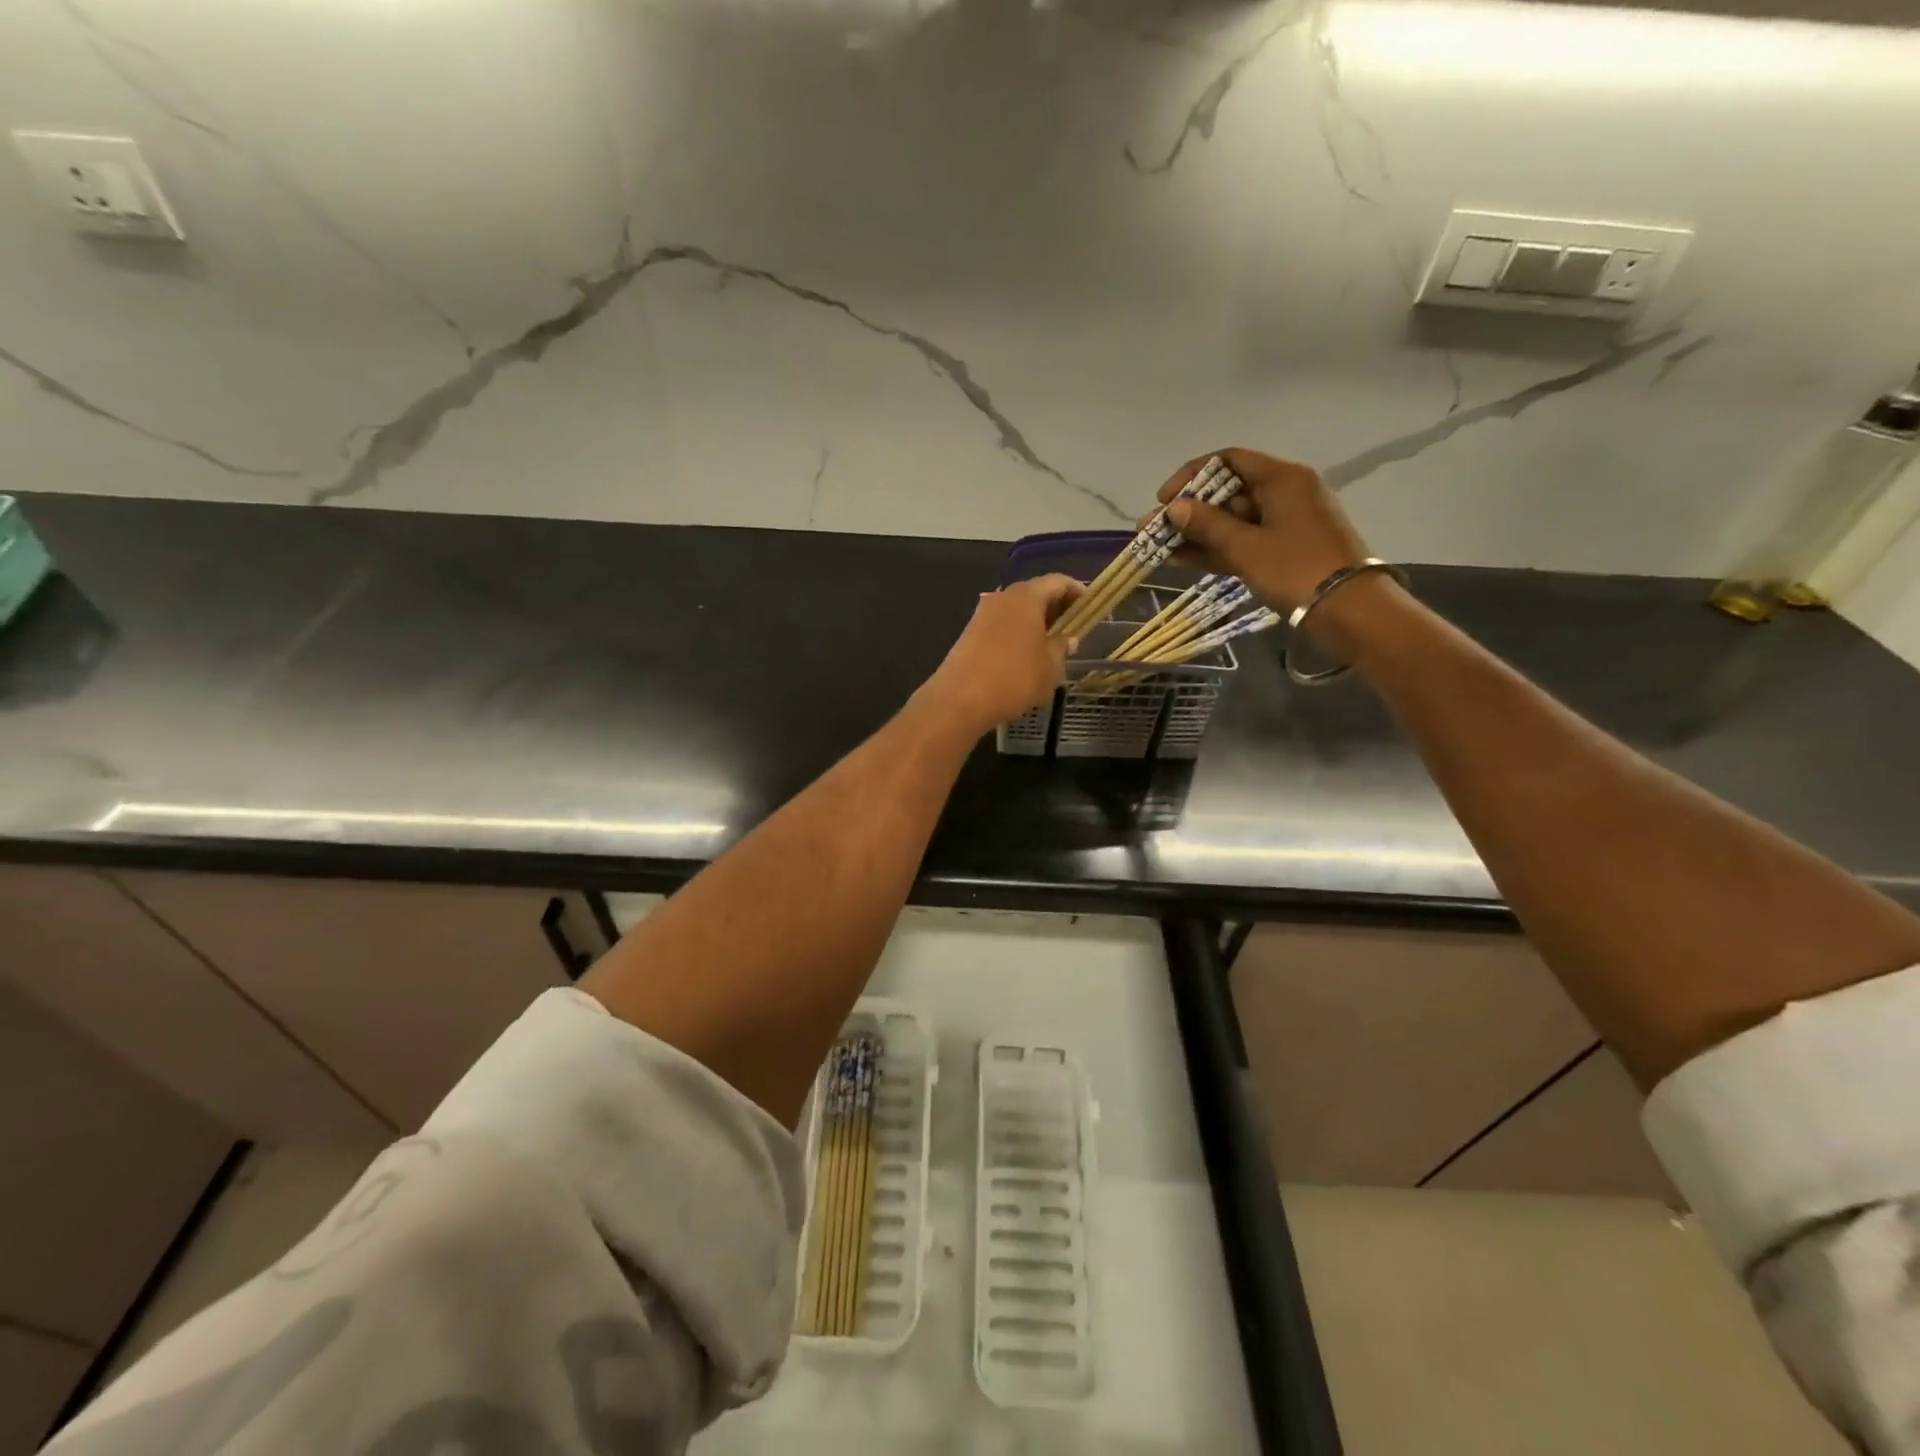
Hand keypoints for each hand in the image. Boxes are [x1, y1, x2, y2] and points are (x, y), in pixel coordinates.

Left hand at [924, 574, 1082, 732]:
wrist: (960, 699)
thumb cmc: (1014, 678)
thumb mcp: (1050, 667)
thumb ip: (1062, 648)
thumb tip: (1068, 639)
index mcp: (1027, 597)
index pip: (1057, 582)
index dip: (1076, 590)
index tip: (1089, 604)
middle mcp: (1003, 597)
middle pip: (1035, 592)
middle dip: (1055, 605)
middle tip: (1072, 624)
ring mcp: (983, 613)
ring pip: (1016, 608)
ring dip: (1035, 619)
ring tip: (1051, 641)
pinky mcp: (970, 631)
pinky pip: (1002, 623)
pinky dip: (1017, 631)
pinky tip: (1025, 652)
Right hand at [1152, 449, 1369, 611]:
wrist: (1348, 610)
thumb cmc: (1296, 569)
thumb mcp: (1246, 547)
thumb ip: (1207, 525)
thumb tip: (1174, 507)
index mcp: (1282, 478)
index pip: (1228, 460)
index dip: (1191, 476)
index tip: (1164, 500)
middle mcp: (1284, 493)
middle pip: (1227, 492)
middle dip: (1188, 511)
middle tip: (1153, 530)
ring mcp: (1284, 524)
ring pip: (1231, 521)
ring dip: (1196, 534)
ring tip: (1158, 549)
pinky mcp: (1283, 551)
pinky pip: (1242, 543)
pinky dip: (1214, 550)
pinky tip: (1179, 560)